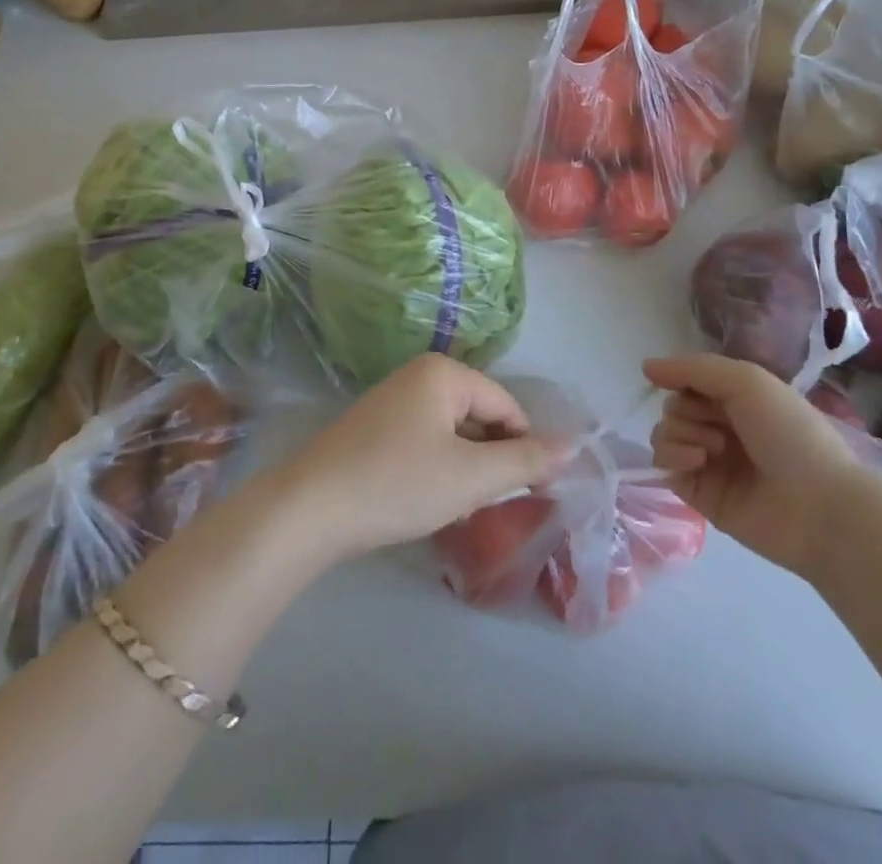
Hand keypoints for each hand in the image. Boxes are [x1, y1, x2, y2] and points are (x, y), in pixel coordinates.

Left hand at [278, 355, 560, 561]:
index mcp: (444, 372)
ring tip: (455, 505)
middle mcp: (419, 374)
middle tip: (484, 503)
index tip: (530, 494)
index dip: (524, 449)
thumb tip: (573, 445)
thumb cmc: (397, 484)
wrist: (308, 510)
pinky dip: (437, 467)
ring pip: (453, 431)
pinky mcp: (374, 426)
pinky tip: (426, 498)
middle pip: (480, 415)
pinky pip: (425, 439)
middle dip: (490, 459)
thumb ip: (524, 460)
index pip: (507, 407)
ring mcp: (393, 399)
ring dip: (465, 467)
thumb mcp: (470, 477)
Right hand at [647, 353, 862, 577]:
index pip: (689, 380)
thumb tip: (645, 366)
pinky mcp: (698, 494)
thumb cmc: (790, 433)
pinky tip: (698, 462)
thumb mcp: (747, 381)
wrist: (819, 506)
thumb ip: (693, 369)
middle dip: (686, 409)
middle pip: (674, 406)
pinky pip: (664, 465)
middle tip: (716, 424)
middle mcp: (720, 428)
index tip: (676, 381)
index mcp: (737, 400)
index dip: (680, 378)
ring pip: (664, 433)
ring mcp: (708, 462)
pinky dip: (673, 456)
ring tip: (713, 449)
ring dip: (681, 432)